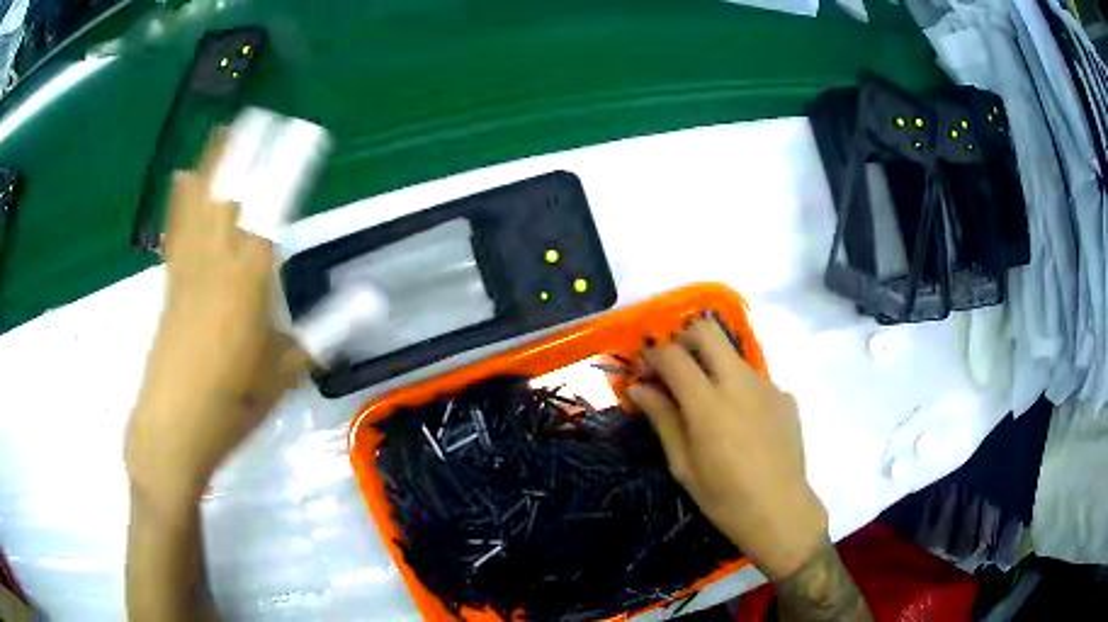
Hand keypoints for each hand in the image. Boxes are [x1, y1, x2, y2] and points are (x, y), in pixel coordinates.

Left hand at [125, 133, 310, 514]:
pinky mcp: (170, 283)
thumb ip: (326, 330)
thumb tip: (372, 301)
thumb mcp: (285, 371)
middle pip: (231, 191)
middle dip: (247, 150)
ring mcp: (188, 269)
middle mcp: (217, 261)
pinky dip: (182, 198)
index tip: (305, 133)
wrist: (174, 428)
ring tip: (225, 130)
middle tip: (260, 115)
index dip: (290, 166)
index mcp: (249, 279)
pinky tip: (183, 179)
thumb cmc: (233, 404)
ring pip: (201, 202)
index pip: (275, 207)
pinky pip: (178, 228)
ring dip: (214, 162)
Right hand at [627, 318, 826, 580]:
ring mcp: (768, 386)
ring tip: (709, 405)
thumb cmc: (723, 497)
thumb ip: (662, 419)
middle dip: (684, 340)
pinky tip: (741, 423)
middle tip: (675, 370)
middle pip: (707, 331)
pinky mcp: (786, 396)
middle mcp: (740, 382)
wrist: (780, 511)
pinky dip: (739, 389)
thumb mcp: (683, 464)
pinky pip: (755, 379)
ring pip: (733, 355)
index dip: (653, 357)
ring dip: (713, 366)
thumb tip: (637, 388)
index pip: (673, 355)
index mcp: (708, 403)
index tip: (646, 374)